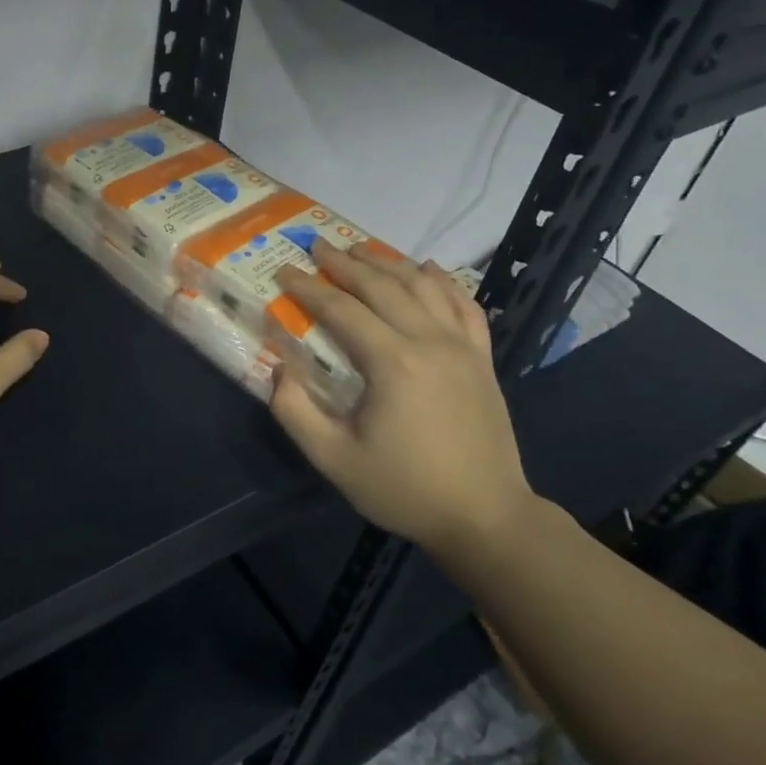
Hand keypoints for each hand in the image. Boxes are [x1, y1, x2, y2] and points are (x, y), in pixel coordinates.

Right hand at [270, 242, 535, 555]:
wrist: (485, 518)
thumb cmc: (404, 489)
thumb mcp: (334, 459)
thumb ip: (295, 411)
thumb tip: (280, 369)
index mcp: (392, 363)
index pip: (341, 309)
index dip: (308, 288)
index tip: (284, 272)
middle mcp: (429, 341)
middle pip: (382, 286)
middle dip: (345, 263)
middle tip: (317, 246)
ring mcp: (462, 347)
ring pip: (423, 286)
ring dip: (388, 263)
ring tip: (360, 251)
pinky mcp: (482, 359)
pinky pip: (465, 305)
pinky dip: (444, 282)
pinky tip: (428, 270)